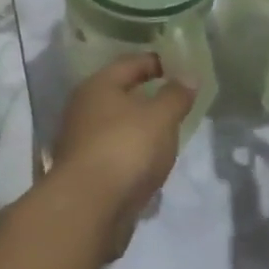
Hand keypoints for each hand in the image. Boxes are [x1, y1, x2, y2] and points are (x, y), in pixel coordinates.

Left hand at [52, 55, 194, 258]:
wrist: (89, 207)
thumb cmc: (125, 148)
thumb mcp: (160, 117)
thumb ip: (176, 95)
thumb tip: (188, 76)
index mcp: (98, 85)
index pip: (130, 63)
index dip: (156, 62)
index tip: (180, 66)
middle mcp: (83, 108)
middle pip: (120, 94)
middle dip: (147, 97)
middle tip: (176, 101)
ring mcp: (81, 141)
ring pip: (116, 126)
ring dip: (139, 129)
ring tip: (168, 135)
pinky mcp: (85, 172)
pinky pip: (115, 154)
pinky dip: (132, 155)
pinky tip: (150, 165)